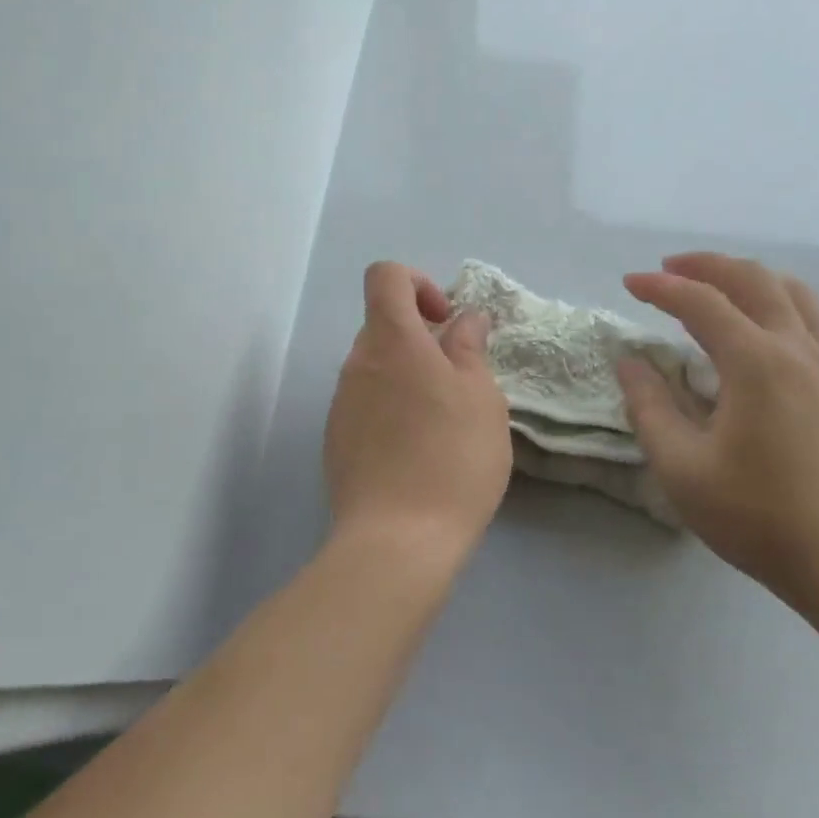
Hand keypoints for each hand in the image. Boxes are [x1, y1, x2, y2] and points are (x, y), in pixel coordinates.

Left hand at [324, 262, 512, 573]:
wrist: (397, 541)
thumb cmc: (452, 458)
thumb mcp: (481, 397)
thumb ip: (470, 347)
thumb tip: (465, 318)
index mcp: (392, 341)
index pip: (385, 276)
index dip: (418, 283)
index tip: (446, 321)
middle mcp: (357, 364)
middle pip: (383, 325)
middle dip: (422, 338)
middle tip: (460, 379)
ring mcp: (342, 404)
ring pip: (377, 368)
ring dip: (409, 377)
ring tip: (444, 422)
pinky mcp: (337, 441)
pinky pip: (367, 405)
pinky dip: (393, 409)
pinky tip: (418, 452)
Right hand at [616, 253, 818, 607]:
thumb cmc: (758, 515)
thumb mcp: (682, 467)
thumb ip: (649, 407)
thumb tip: (630, 363)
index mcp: (755, 361)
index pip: (701, 302)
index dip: (661, 287)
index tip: (628, 284)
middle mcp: (794, 348)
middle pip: (752, 279)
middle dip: (705, 265)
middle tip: (667, 270)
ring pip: (789, 291)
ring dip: (745, 276)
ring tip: (713, 285)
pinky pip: (806, 317)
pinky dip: (773, 300)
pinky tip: (754, 327)